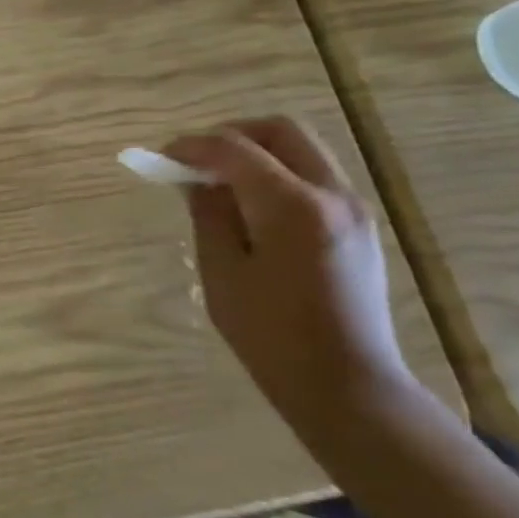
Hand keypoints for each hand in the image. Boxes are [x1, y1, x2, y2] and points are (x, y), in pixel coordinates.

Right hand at [164, 116, 420, 441]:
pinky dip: (275, 173)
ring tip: (217, 184)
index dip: (191, 146)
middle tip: (195, 160)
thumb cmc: (272, 335)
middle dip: (231, 135)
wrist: (349, 386)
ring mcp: (353, 210)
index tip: (161, 158)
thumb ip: (209, 214)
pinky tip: (248, 207)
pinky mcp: (357, 226)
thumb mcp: (222, 271)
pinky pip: (312, 176)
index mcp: (293, 207)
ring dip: (254, 153)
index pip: (234, 149)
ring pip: (300, 150)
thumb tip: (196, 179)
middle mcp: (332, 196)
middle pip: (281, 131)